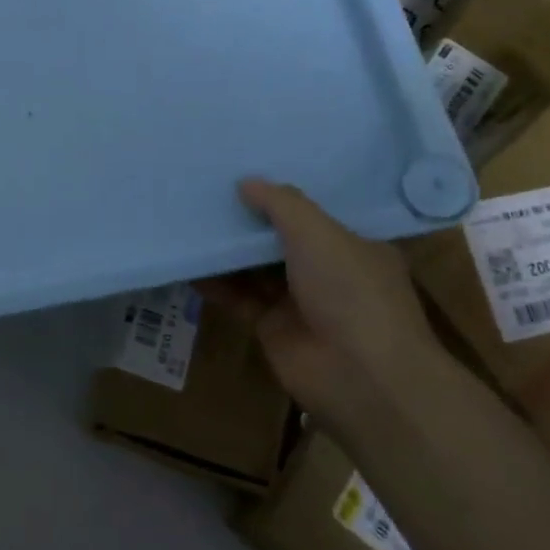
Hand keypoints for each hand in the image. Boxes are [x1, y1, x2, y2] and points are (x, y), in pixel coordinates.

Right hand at [200, 179, 437, 427]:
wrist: (361, 377)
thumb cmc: (350, 291)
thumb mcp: (319, 233)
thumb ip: (281, 203)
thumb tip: (246, 182)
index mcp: (352, 245)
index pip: (314, 213)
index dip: (281, 195)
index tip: (244, 172)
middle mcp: (328, 271)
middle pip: (280, 239)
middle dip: (248, 219)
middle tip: (206, 191)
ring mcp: (299, 301)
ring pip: (255, 268)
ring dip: (227, 250)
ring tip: (189, 221)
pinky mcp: (272, 328)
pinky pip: (238, 297)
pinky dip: (215, 283)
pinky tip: (188, 264)